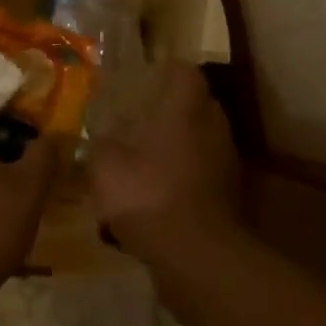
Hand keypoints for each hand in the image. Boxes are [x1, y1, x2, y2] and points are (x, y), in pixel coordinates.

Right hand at [90, 65, 240, 265]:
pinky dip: (183, 175)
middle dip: (169, 109)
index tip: (142, 78)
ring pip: (200, 139)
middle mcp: (212, 126)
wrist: (195, 254)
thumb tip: (98, 134)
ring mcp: (225, 161)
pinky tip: (157, 192)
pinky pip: (202, 171)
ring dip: (177, 144)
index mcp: (186, 109)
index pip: (184, 71)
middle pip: (195, 104)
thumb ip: (100, 143)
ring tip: (144, 157)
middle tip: (137, 118)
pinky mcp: (227, 193)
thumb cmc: (148, 194)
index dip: (164, 71)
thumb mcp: (105, 165)